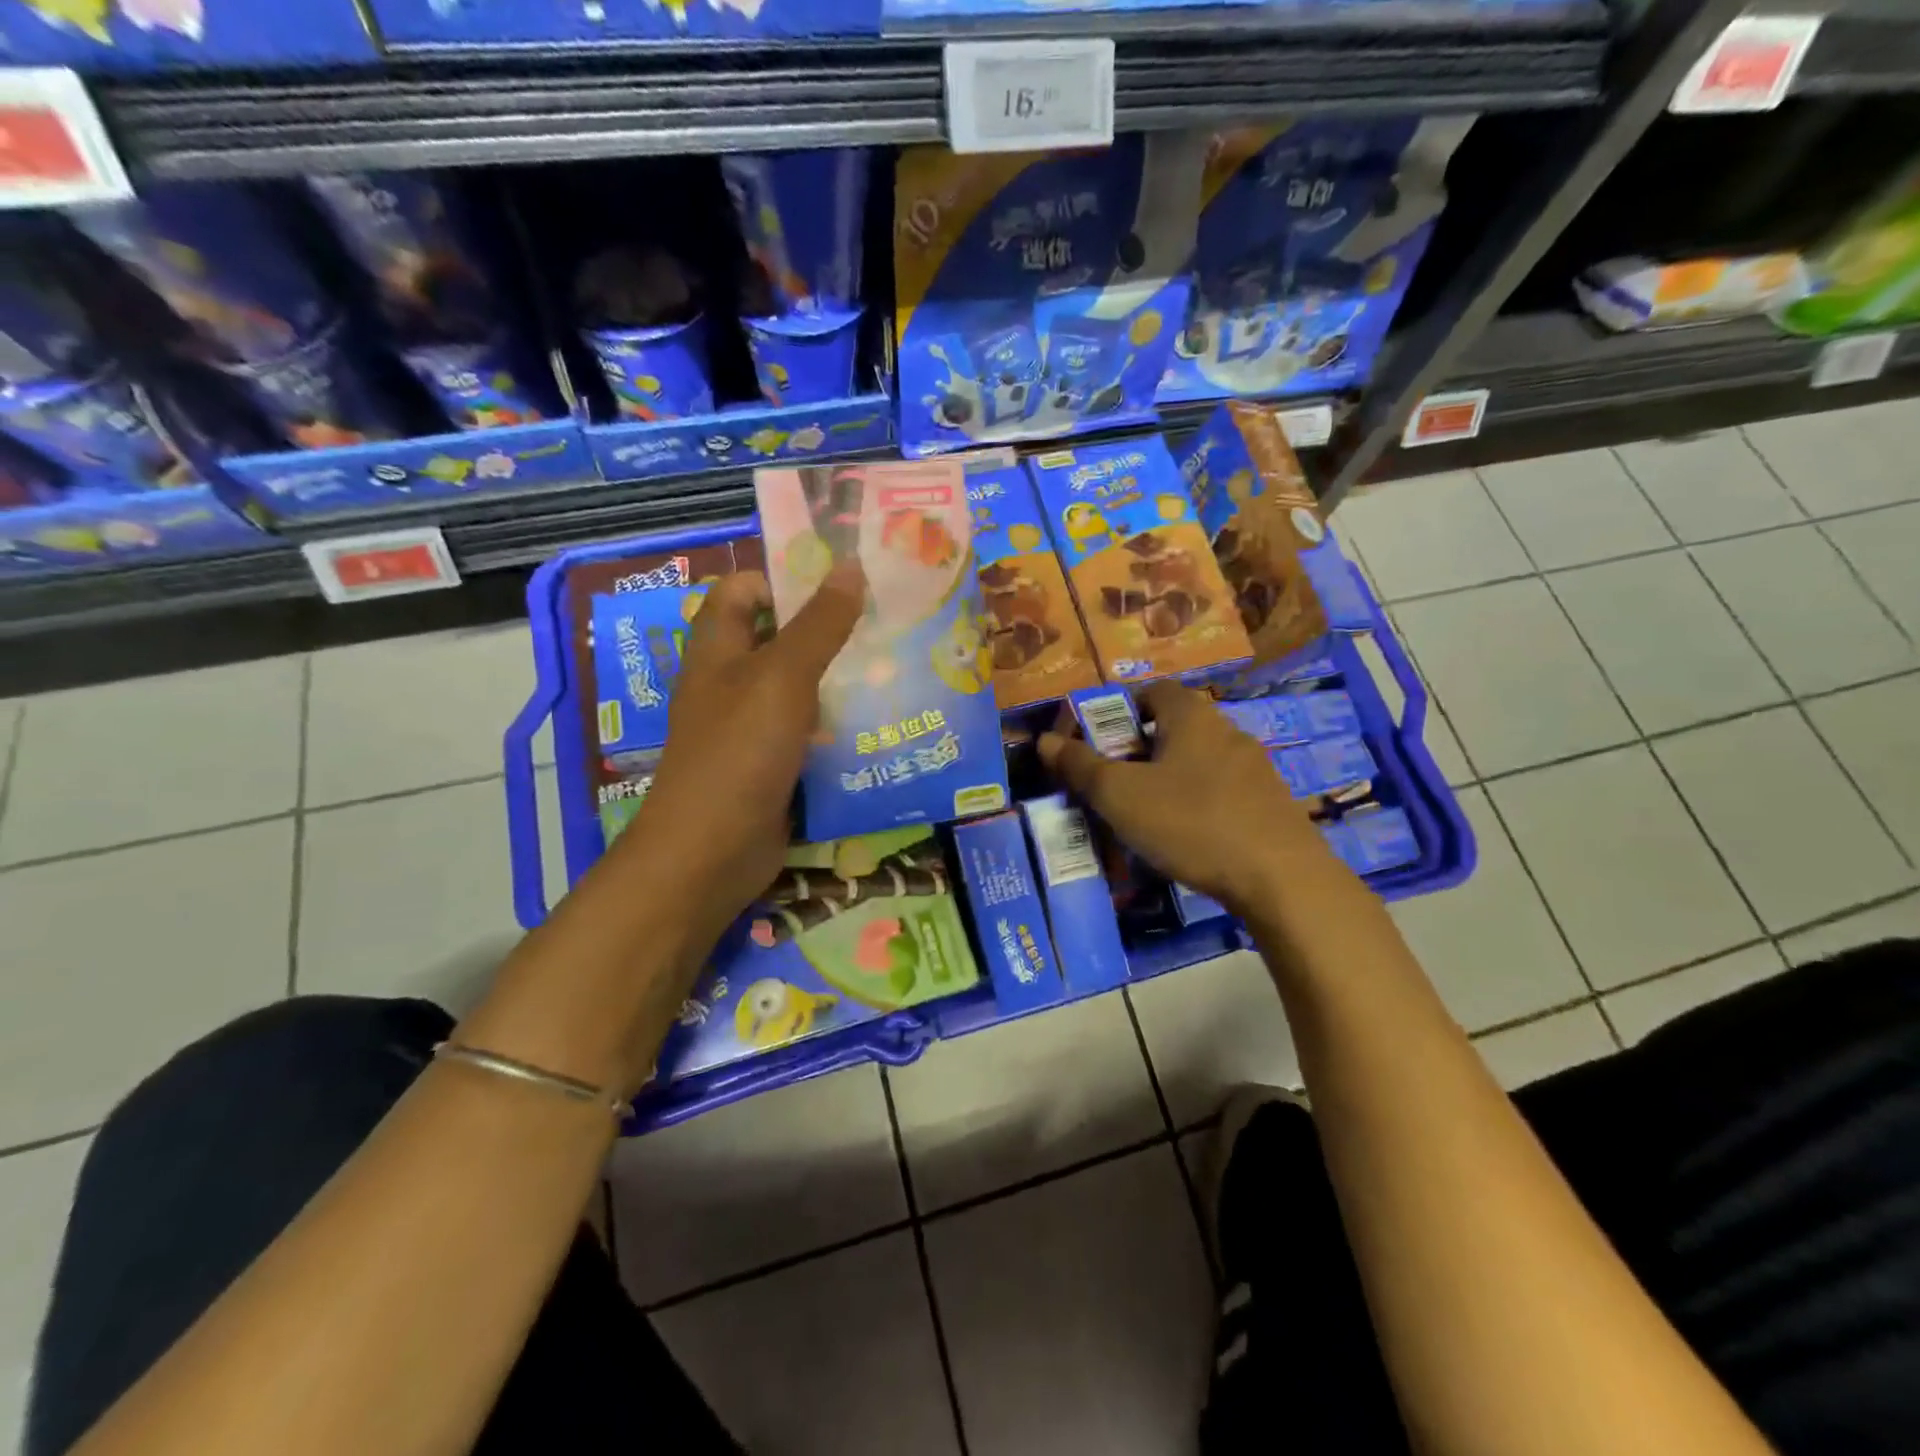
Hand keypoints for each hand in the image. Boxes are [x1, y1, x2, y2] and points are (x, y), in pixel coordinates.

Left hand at [617, 562, 864, 951]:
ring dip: (842, 679)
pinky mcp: (774, 763)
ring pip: (802, 688)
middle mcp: (732, 681)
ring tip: (897, 668)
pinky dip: (840, 725)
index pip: (744, 590)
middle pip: (780, 638)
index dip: (786, 579)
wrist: (712, 851)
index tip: (843, 583)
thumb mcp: (783, 677)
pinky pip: (810, 731)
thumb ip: (819, 624)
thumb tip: (850, 567)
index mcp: (719, 647)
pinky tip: (882, 722)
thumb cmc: (740, 751)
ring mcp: (752, 726)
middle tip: (886, 624)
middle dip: (830, 630)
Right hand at [1038, 681, 1338, 917]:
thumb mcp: (1120, 795)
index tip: (1099, 741)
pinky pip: (1222, 791)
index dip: (1121, 709)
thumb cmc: (1191, 822)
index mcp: (1192, 716)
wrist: (1281, 878)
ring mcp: (1255, 767)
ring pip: (1199, 761)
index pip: (1153, 690)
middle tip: (1113, 782)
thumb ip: (1080, 766)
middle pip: (1175, 726)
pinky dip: (1198, 803)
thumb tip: (1044, 740)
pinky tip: (1187, 837)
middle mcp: (1227, 731)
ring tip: (1145, 814)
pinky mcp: (1271, 803)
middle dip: (1140, 748)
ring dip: (1170, 778)